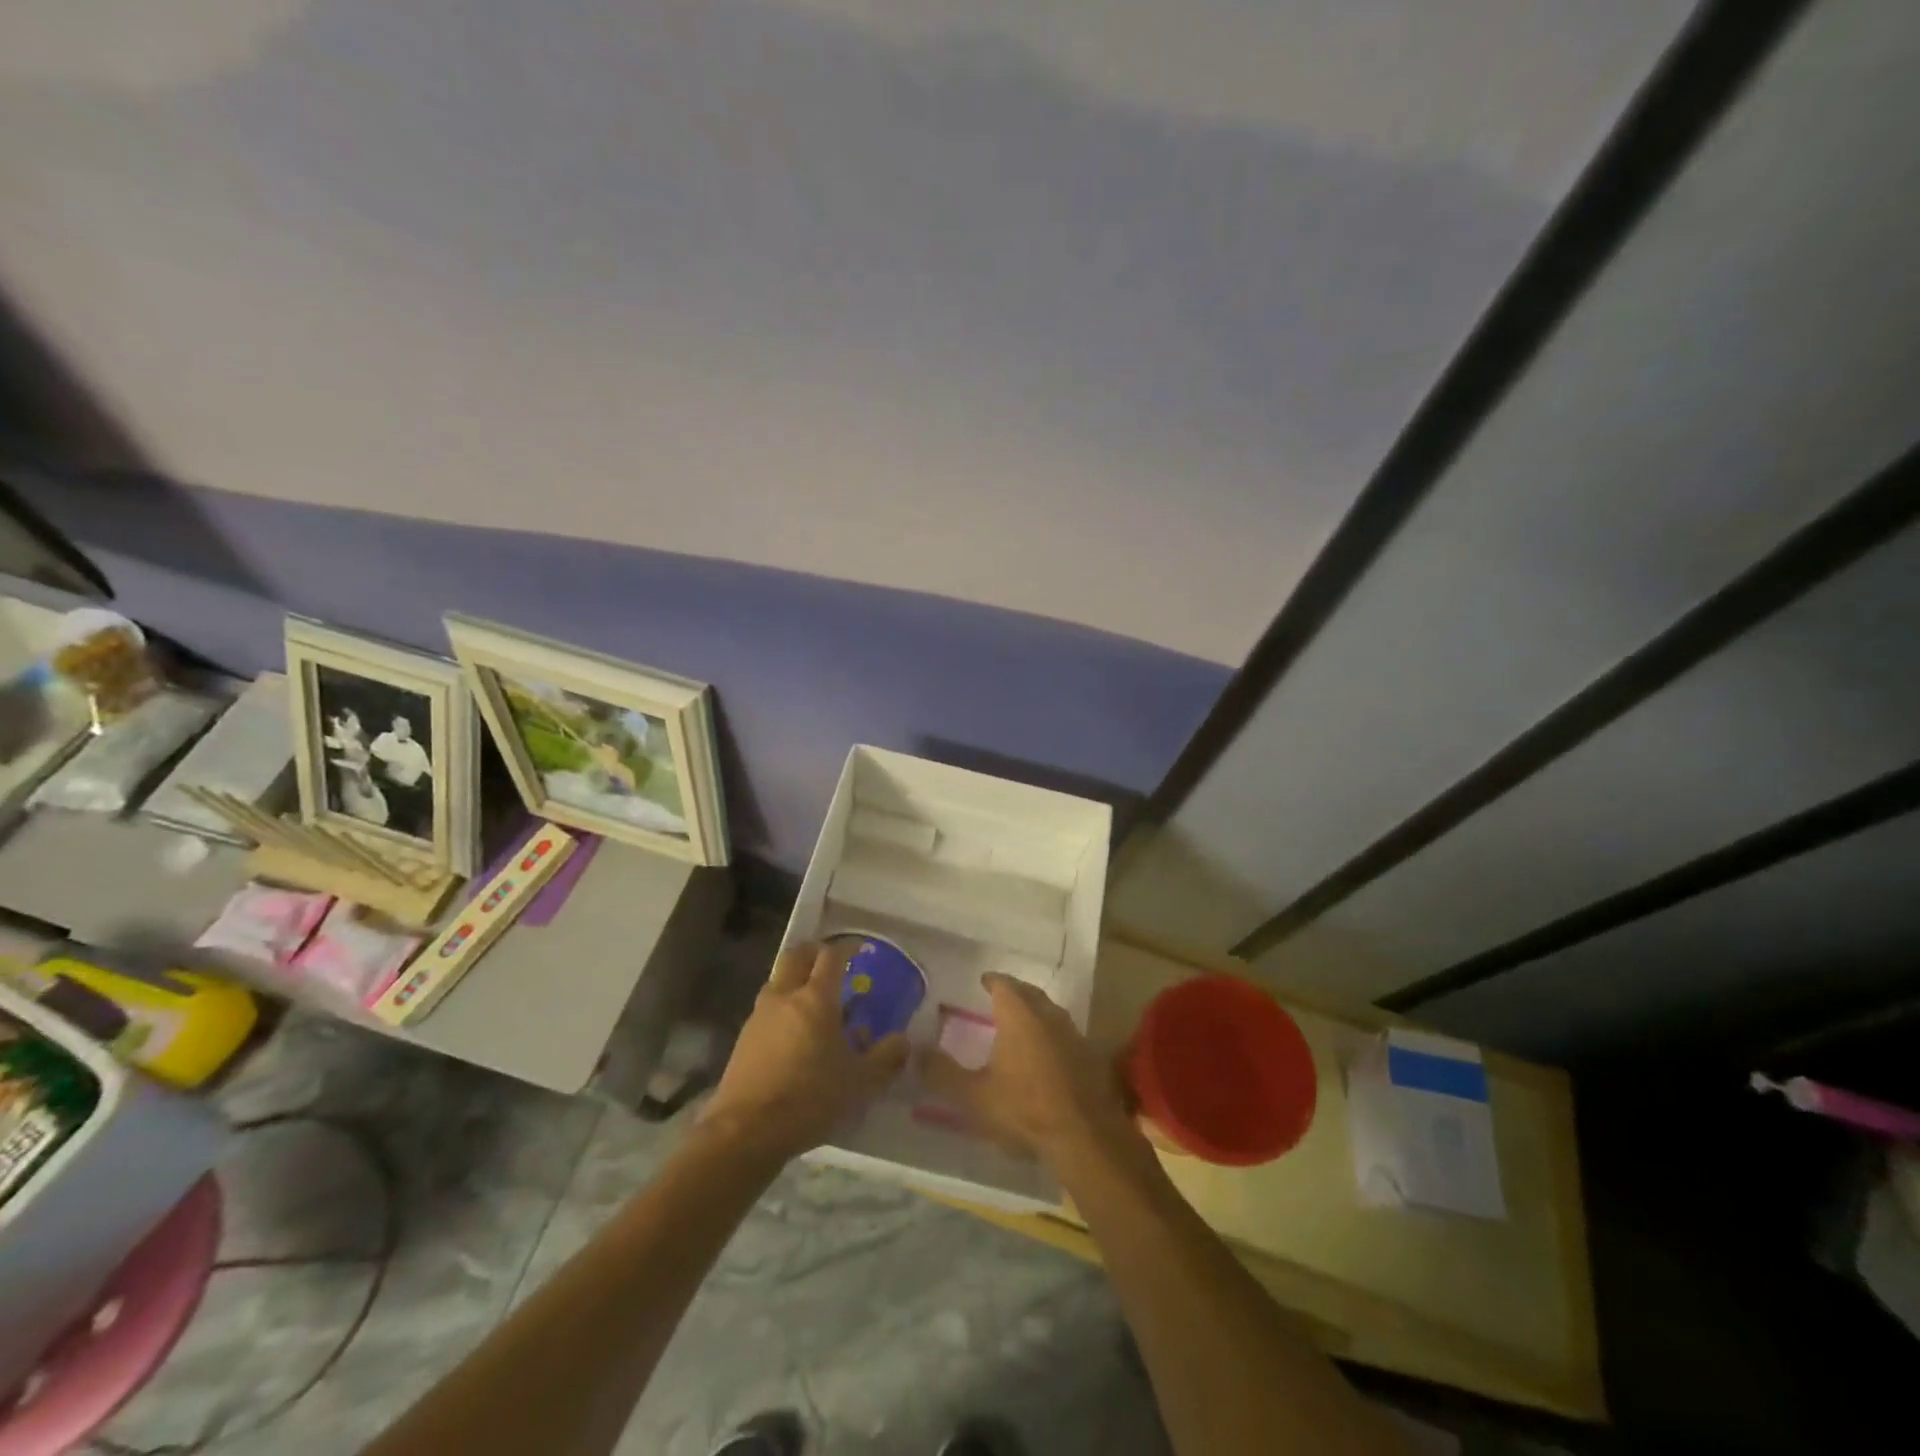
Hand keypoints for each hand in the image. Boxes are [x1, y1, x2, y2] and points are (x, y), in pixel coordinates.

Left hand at [701, 942, 907, 1160]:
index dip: (847, 948)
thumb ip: (885, 1059)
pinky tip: (793, 1034)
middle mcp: (785, 997)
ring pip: (778, 980)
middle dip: (815, 952)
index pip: (831, 956)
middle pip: (797, 956)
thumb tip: (903, 1041)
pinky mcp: (743, 1039)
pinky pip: (767, 1009)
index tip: (860, 950)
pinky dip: (782, 1008)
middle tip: (832, 962)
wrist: (745, 1131)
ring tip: (814, 1000)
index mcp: (816, 998)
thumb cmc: (809, 1098)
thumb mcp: (860, 1083)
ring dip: (795, 979)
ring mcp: (759, 1016)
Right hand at [921, 972, 1153, 1181]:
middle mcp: (1049, 1016)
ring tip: (1022, 1023)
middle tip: (1000, 997)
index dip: (992, 981)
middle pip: (1030, 994)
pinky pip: (1066, 1035)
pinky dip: (1052, 1035)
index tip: (983, 981)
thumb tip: (914, 1051)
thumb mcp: (974, 1096)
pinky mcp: (1091, 1058)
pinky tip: (1047, 1053)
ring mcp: (1074, 1035)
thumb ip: (942, 1073)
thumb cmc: (1025, 1110)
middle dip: (1015, 992)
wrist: (1086, 1137)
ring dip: (1036, 1013)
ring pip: (1051, 1013)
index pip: (1004, 985)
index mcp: (1020, 1015)